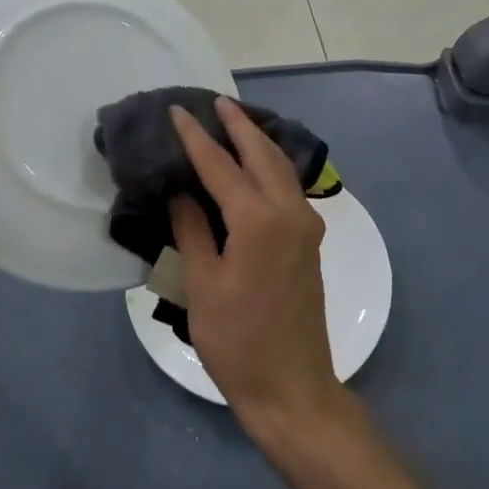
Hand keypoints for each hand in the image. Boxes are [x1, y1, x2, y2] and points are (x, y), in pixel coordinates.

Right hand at [168, 97, 342, 436]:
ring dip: (258, 142)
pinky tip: (254, 165)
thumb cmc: (237, 340)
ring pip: (282, 168)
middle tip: (216, 102)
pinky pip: (289, 187)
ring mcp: (306, 226)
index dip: (197, 138)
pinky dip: (270, 166)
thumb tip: (182, 192)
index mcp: (259, 220)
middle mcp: (290, 212)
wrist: (291, 387)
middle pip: (263, 154)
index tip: (178, 111)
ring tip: (234, 123)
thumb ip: (193, 230)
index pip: (221, 166)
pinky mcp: (310, 241)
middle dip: (240, 125)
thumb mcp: (202, 284)